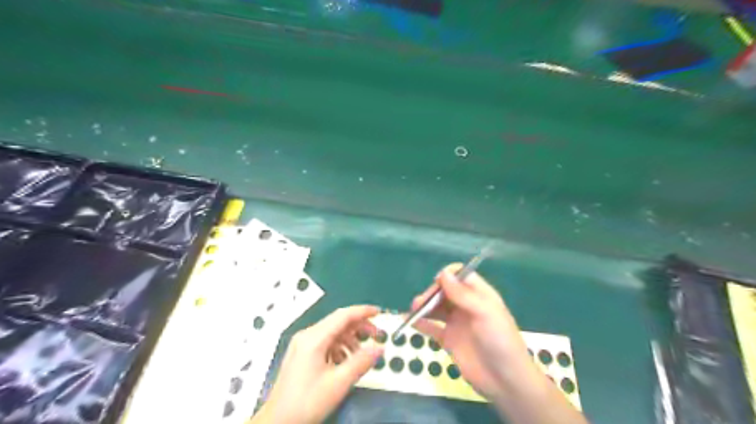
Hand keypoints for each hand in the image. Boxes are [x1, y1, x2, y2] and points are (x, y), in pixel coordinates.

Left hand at [252, 305, 384, 423]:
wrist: (277, 423)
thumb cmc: (306, 402)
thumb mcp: (338, 383)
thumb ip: (361, 362)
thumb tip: (379, 348)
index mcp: (314, 338)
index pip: (343, 315)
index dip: (363, 311)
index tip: (379, 312)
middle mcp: (307, 336)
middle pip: (338, 322)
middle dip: (359, 327)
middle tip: (376, 335)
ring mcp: (302, 345)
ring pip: (332, 333)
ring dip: (350, 339)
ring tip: (362, 353)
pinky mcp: (301, 354)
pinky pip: (325, 343)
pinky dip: (339, 348)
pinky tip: (345, 362)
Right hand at [411, 263, 533, 399]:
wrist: (505, 381)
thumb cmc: (500, 340)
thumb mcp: (484, 313)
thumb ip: (463, 294)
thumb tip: (443, 273)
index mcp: (479, 295)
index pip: (461, 276)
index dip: (448, 276)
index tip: (437, 283)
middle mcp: (467, 306)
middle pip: (445, 291)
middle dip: (432, 292)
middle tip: (421, 302)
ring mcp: (457, 323)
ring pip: (437, 308)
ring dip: (424, 306)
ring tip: (413, 309)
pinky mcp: (449, 340)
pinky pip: (432, 328)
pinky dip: (421, 323)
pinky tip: (410, 321)